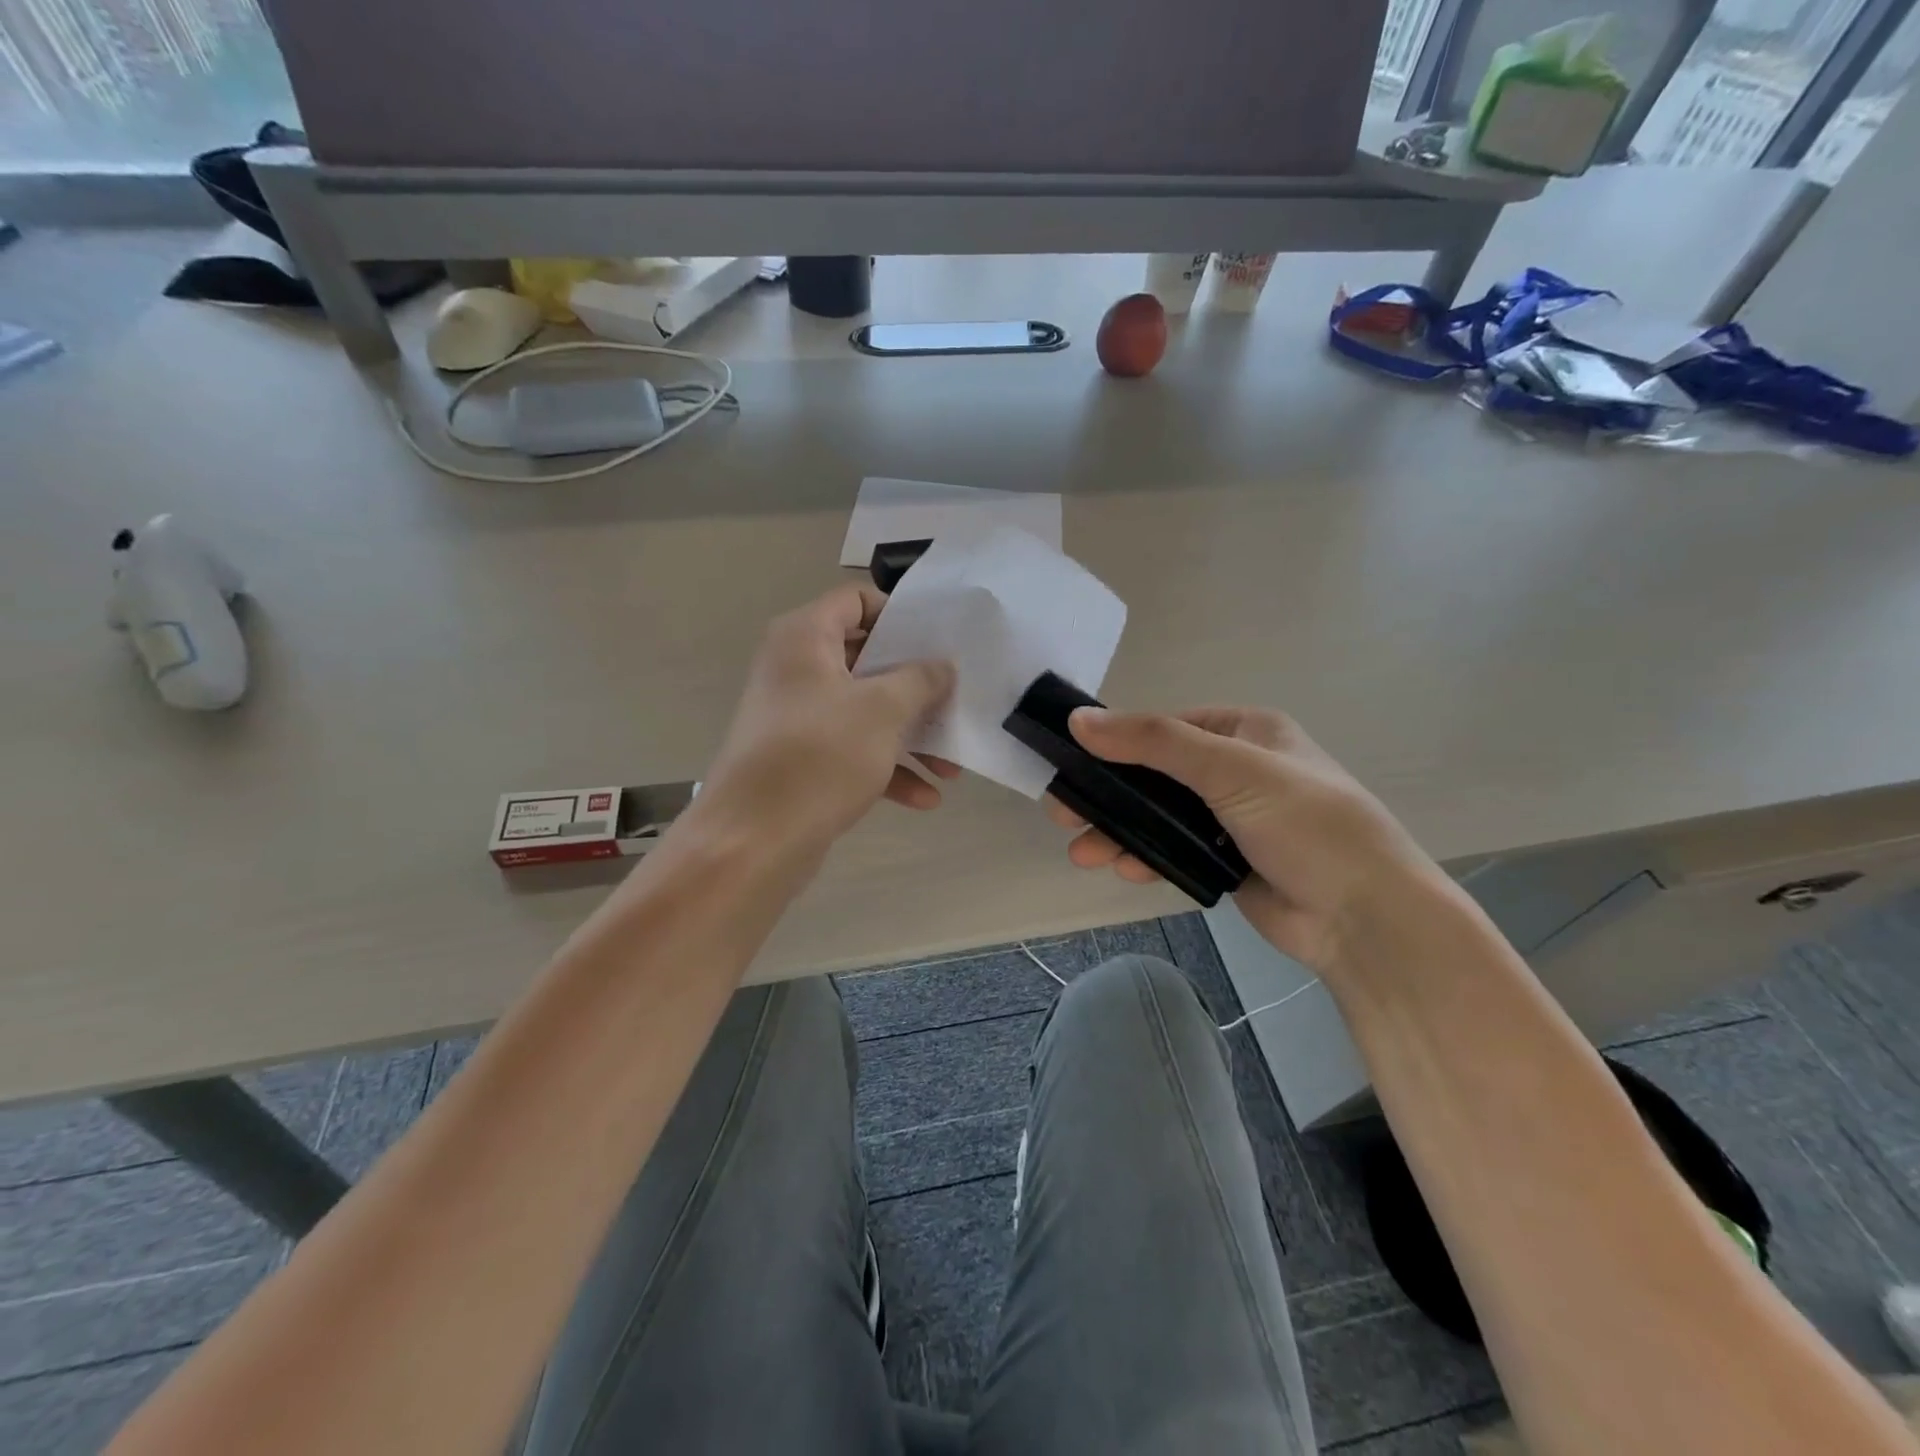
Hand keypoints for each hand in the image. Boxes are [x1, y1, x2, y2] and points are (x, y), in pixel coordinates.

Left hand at [698, 584, 956, 850]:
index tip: (937, 640)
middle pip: (867, 660)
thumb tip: (942, 665)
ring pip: (865, 712)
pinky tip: (925, 798)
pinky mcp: (802, 761)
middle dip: (916, 687)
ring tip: (951, 767)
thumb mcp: (882, 710)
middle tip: (954, 701)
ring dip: (910, 737)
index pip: (855, 600)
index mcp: (805, 638)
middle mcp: (796, 670)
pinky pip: (853, 752)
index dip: (898, 614)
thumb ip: (920, 679)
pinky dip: (887, 770)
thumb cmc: (820, 756)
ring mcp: (798, 718)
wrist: (754, 841)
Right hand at [1048, 706, 1447, 972]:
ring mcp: (1233, 819)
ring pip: (1161, 818)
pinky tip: (1124, 869)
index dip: (1118, 741)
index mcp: (1247, 731)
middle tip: (1062, 811)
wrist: (1366, 919)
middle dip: (1111, 795)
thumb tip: (1079, 719)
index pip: (1167, 726)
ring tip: (1082, 852)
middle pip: (1157, 775)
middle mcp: (1238, 770)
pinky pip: (1174, 852)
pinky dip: (1147, 857)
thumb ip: (1153, 742)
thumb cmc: (1307, 824)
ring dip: (1122, 832)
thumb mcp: (1230, 768)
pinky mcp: (1229, 863)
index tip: (1073, 759)